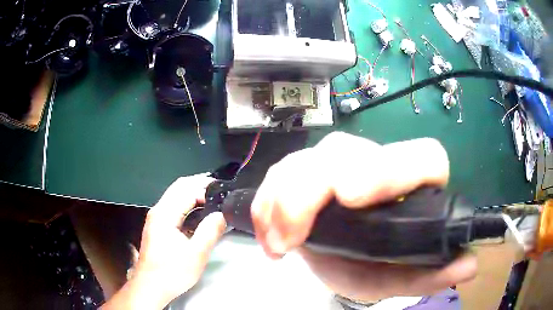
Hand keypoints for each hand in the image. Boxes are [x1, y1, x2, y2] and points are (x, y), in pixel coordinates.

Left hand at [102, 174, 226, 309]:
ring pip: (174, 196)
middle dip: (198, 184)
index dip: (205, 188)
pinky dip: (186, 203)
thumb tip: (221, 215)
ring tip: (210, 197)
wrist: (151, 286)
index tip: (222, 193)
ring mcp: (155, 219)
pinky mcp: (156, 227)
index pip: (187, 190)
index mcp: (165, 214)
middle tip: (218, 188)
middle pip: (178, 187)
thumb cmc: (172, 272)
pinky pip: (173, 206)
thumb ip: (210, 232)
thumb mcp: (196, 255)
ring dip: (192, 193)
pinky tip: (197, 212)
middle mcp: (158, 211)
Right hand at [251, 132, 476, 301]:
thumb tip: (469, 265)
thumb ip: (429, 274)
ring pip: (307, 159)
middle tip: (291, 237)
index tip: (350, 196)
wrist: (337, 258)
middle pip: (347, 152)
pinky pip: (280, 172)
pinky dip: (267, 202)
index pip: (421, 157)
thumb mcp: (397, 277)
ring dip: (283, 201)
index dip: (389, 169)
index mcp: (412, 186)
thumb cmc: (371, 267)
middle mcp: (376, 164)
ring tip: (277, 243)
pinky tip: (267, 232)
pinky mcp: (305, 168)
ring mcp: (337, 162)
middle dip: (311, 190)